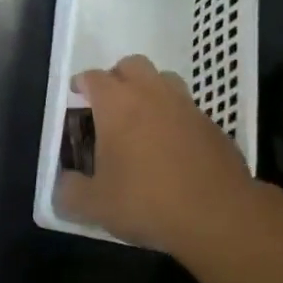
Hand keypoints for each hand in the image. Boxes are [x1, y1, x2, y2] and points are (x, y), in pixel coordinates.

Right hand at [56, 55, 255, 254]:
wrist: (219, 216)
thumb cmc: (146, 201)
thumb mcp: (94, 205)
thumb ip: (69, 191)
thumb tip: (63, 185)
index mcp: (117, 104)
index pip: (93, 77)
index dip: (81, 84)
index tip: (76, 98)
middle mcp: (152, 94)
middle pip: (132, 65)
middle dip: (117, 78)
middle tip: (108, 105)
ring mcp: (187, 108)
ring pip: (165, 81)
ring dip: (149, 91)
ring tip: (140, 121)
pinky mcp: (213, 127)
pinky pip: (187, 110)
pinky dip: (174, 118)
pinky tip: (170, 148)